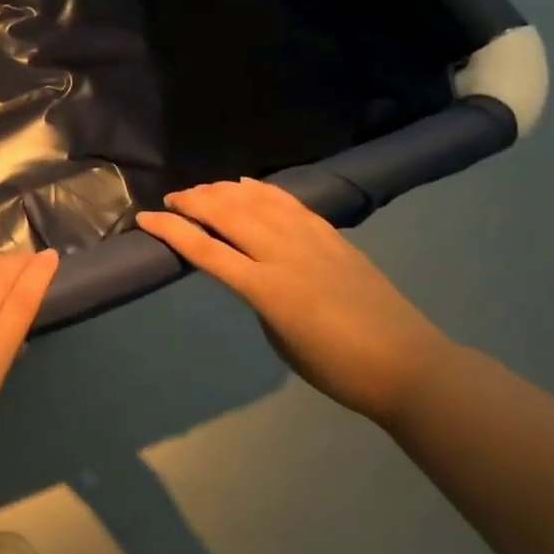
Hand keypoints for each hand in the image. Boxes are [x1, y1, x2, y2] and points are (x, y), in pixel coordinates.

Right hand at [136, 180, 462, 425]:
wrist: (408, 364)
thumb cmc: (336, 368)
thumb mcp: (278, 338)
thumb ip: (256, 297)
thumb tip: (245, 271)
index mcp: (267, 289)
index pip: (205, 250)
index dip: (171, 231)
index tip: (145, 218)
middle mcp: (284, 255)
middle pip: (227, 214)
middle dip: (192, 202)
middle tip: (170, 200)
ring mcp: (311, 240)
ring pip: (255, 201)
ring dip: (222, 191)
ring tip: (201, 191)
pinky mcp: (331, 235)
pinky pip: (288, 202)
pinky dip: (260, 190)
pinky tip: (244, 185)